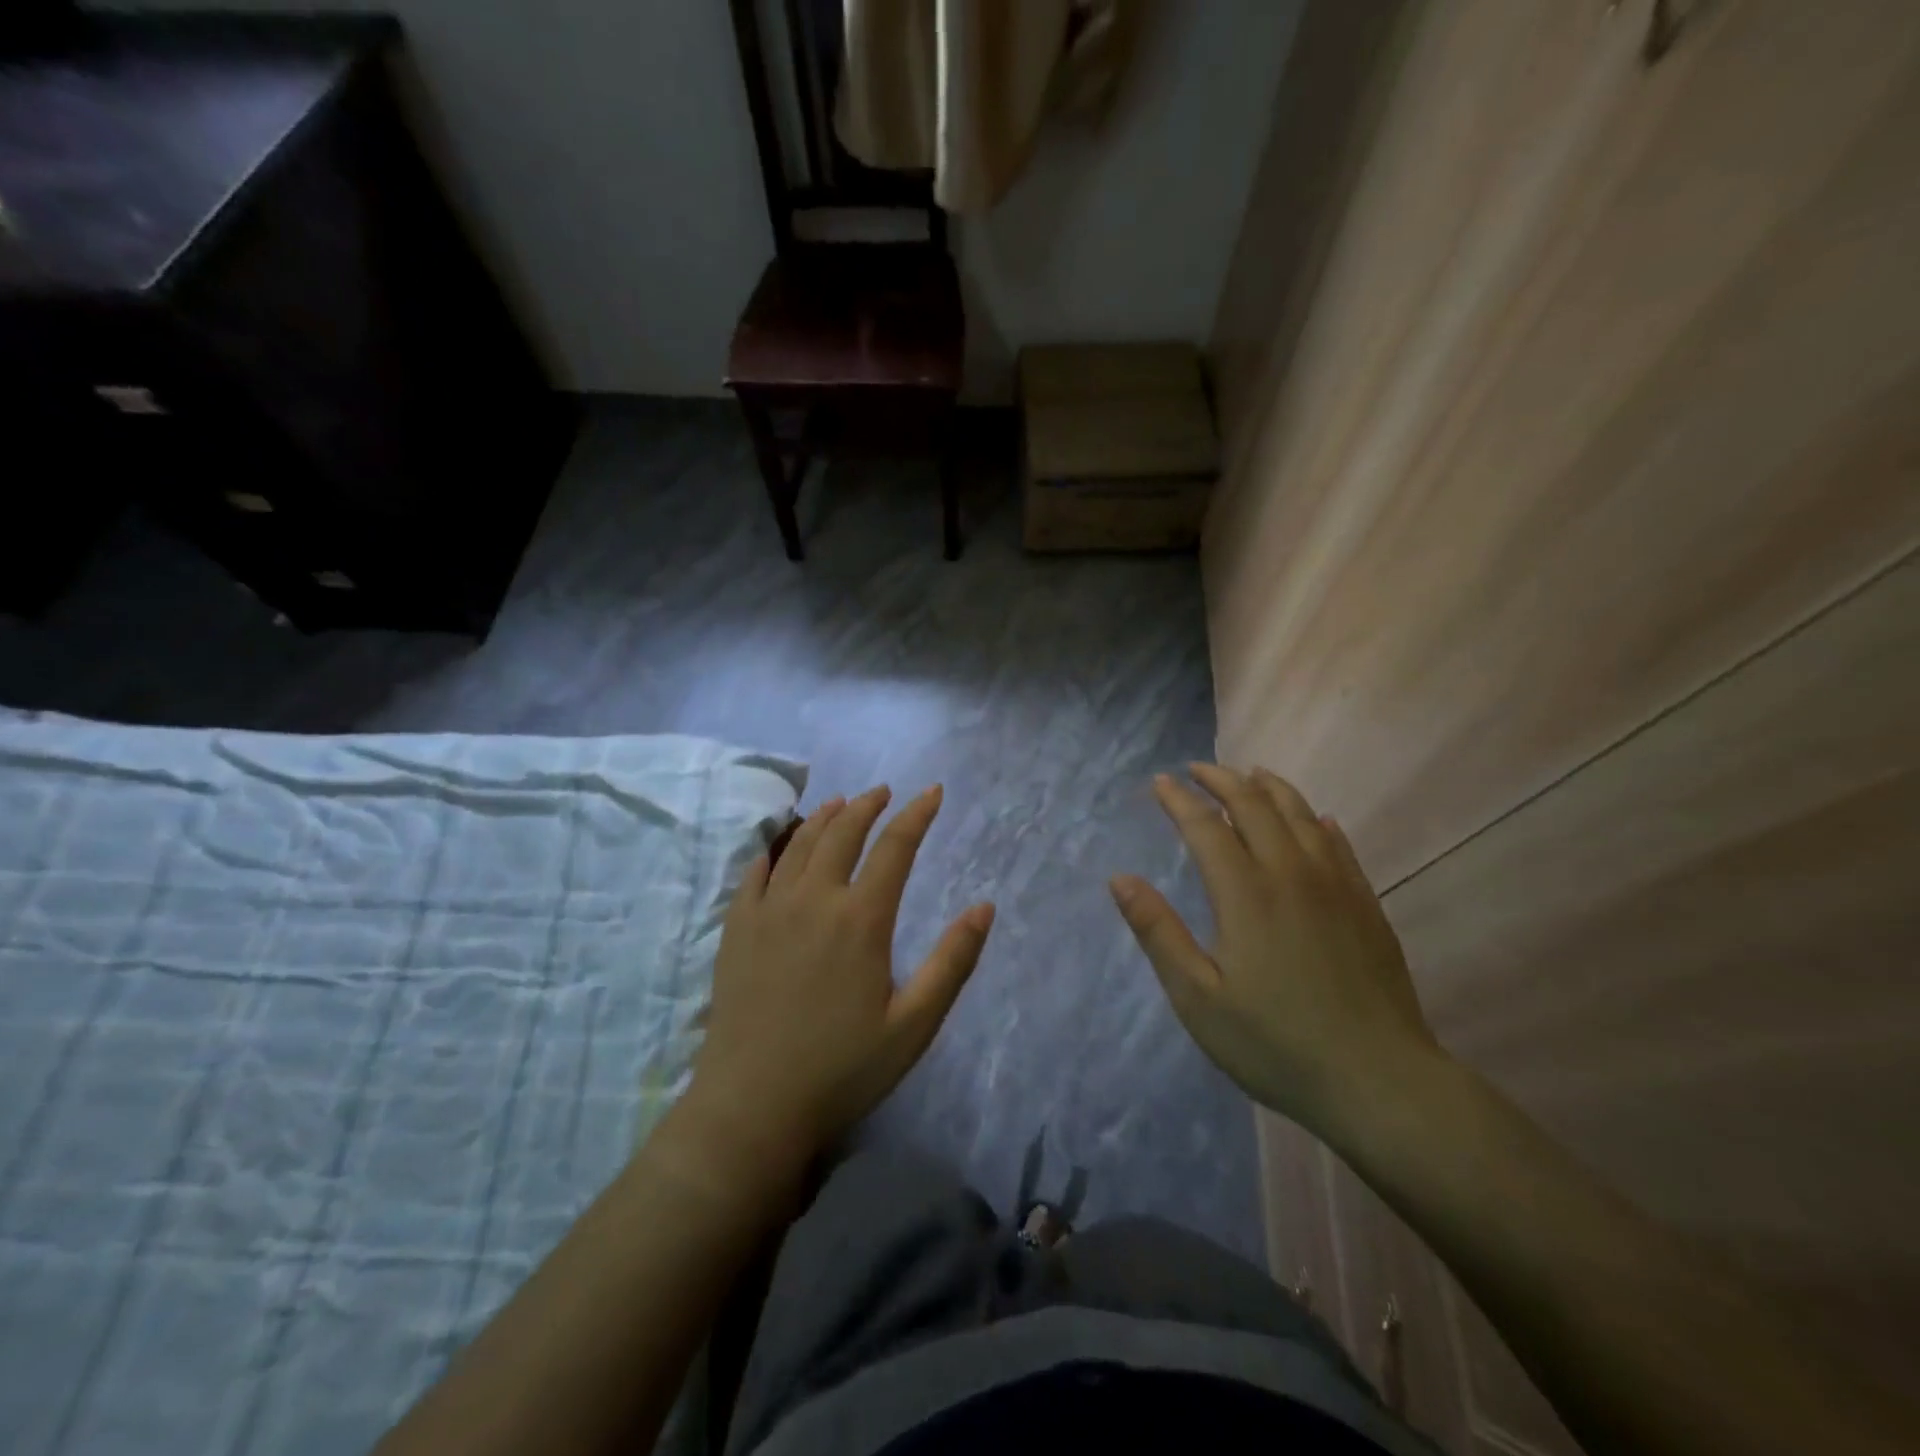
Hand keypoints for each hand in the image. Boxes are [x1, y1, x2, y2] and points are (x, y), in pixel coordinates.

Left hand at [688, 784, 994, 1167]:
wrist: (752, 1106)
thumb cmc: (843, 1068)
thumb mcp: (914, 1024)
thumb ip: (952, 961)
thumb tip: (984, 907)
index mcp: (861, 919)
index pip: (894, 847)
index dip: (917, 815)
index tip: (932, 792)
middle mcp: (813, 900)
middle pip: (843, 833)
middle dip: (868, 805)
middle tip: (884, 792)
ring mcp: (769, 911)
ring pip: (799, 844)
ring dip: (824, 817)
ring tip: (840, 803)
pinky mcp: (737, 929)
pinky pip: (755, 872)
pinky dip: (774, 848)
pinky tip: (781, 845)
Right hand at [1110, 764, 1444, 1134]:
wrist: (1378, 1081)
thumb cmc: (1275, 1043)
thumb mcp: (1198, 997)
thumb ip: (1158, 932)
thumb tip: (1119, 879)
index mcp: (1246, 893)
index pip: (1206, 825)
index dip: (1179, 799)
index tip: (1159, 782)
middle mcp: (1291, 873)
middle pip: (1255, 805)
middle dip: (1222, 779)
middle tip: (1197, 769)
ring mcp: (1336, 885)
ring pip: (1301, 814)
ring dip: (1270, 788)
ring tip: (1250, 774)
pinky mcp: (1366, 905)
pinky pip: (1339, 844)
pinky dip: (1318, 821)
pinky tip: (1316, 820)